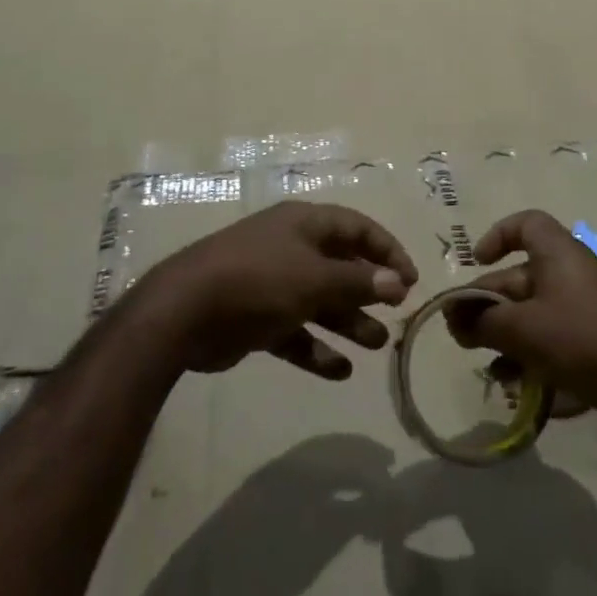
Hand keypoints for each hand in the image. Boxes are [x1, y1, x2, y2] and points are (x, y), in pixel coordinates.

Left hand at [130, 201, 418, 380]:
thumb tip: (397, 282)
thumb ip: (357, 281)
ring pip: (320, 301)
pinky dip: (316, 349)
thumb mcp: (313, 278)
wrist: (184, 312)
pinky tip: (339, 372)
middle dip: (368, 289)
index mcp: (304, 224)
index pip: (356, 228)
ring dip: (348, 321)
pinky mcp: (256, 318)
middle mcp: (290, 248)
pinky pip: (295, 332)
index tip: (412, 280)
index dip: (387, 250)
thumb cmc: (257, 280)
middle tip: (396, 313)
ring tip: (377, 345)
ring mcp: (271, 283)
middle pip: (339, 265)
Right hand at [450, 210, 596, 434]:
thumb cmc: (580, 339)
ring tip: (483, 362)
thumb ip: (483, 323)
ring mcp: (583, 308)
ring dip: (504, 334)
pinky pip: (551, 338)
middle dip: (488, 303)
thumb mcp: (523, 329)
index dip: (498, 236)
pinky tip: (512, 384)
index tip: (476, 262)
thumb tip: (455, 319)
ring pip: (533, 313)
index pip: (526, 223)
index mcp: (557, 253)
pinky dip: (529, 354)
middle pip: (520, 276)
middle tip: (460, 331)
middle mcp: (570, 273)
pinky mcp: (592, 340)